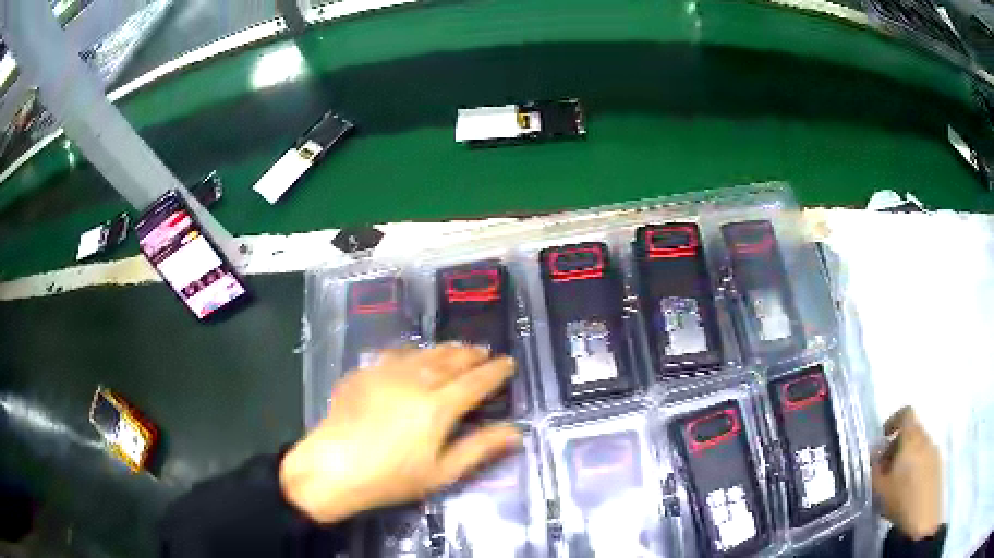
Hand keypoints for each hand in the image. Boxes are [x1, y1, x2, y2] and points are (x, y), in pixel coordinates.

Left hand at [279, 345, 521, 523]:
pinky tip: (412, 356)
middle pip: (451, 361)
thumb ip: (480, 449)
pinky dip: (412, 353)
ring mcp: (385, 373)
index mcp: (438, 406)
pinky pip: (394, 354)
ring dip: (445, 350)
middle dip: (472, 355)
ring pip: (423, 353)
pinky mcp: (363, 373)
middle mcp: (415, 380)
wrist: (333, 467)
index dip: (495, 372)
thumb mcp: (442, 472)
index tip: (509, 363)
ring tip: (457, 349)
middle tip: (485, 352)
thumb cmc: (392, 478)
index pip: (476, 382)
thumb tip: (517, 432)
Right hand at [872, 406, 942, 539]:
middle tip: (885, 469)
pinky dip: (916, 468)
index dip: (894, 420)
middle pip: (912, 432)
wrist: (923, 517)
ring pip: (919, 447)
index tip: (884, 437)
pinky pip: (925, 459)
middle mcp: (926, 438)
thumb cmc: (901, 499)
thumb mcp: (879, 489)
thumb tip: (873, 454)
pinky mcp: (938, 466)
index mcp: (912, 437)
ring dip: (907, 458)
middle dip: (898, 446)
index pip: (906, 413)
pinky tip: (908, 490)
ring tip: (896, 483)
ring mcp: (935, 451)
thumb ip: (874, 468)